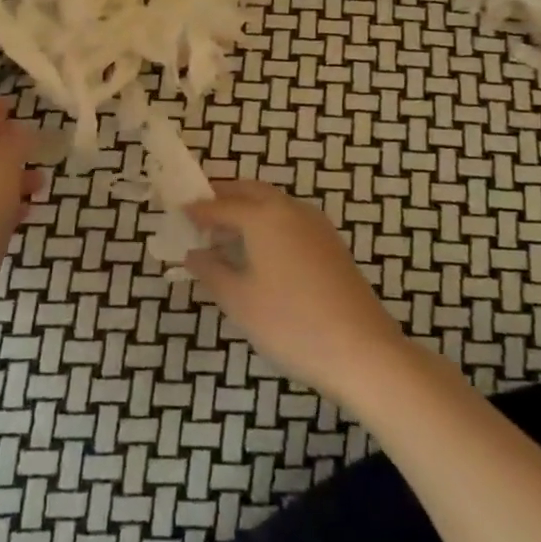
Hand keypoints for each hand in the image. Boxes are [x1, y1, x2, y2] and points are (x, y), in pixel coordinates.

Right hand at [185, 180, 405, 404]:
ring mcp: (316, 225)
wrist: (362, 350)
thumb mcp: (239, 300)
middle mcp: (290, 210)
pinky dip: (268, 223)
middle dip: (224, 197)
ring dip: (247, 209)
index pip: (220, 205)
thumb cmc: (290, 323)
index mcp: (263, 216)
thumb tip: (193, 253)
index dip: (197, 210)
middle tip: (201, 213)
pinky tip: (260, 252)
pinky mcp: (331, 244)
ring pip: (273, 203)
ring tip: (226, 234)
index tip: (177, 212)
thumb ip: (211, 270)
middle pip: (250, 191)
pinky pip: (290, 220)